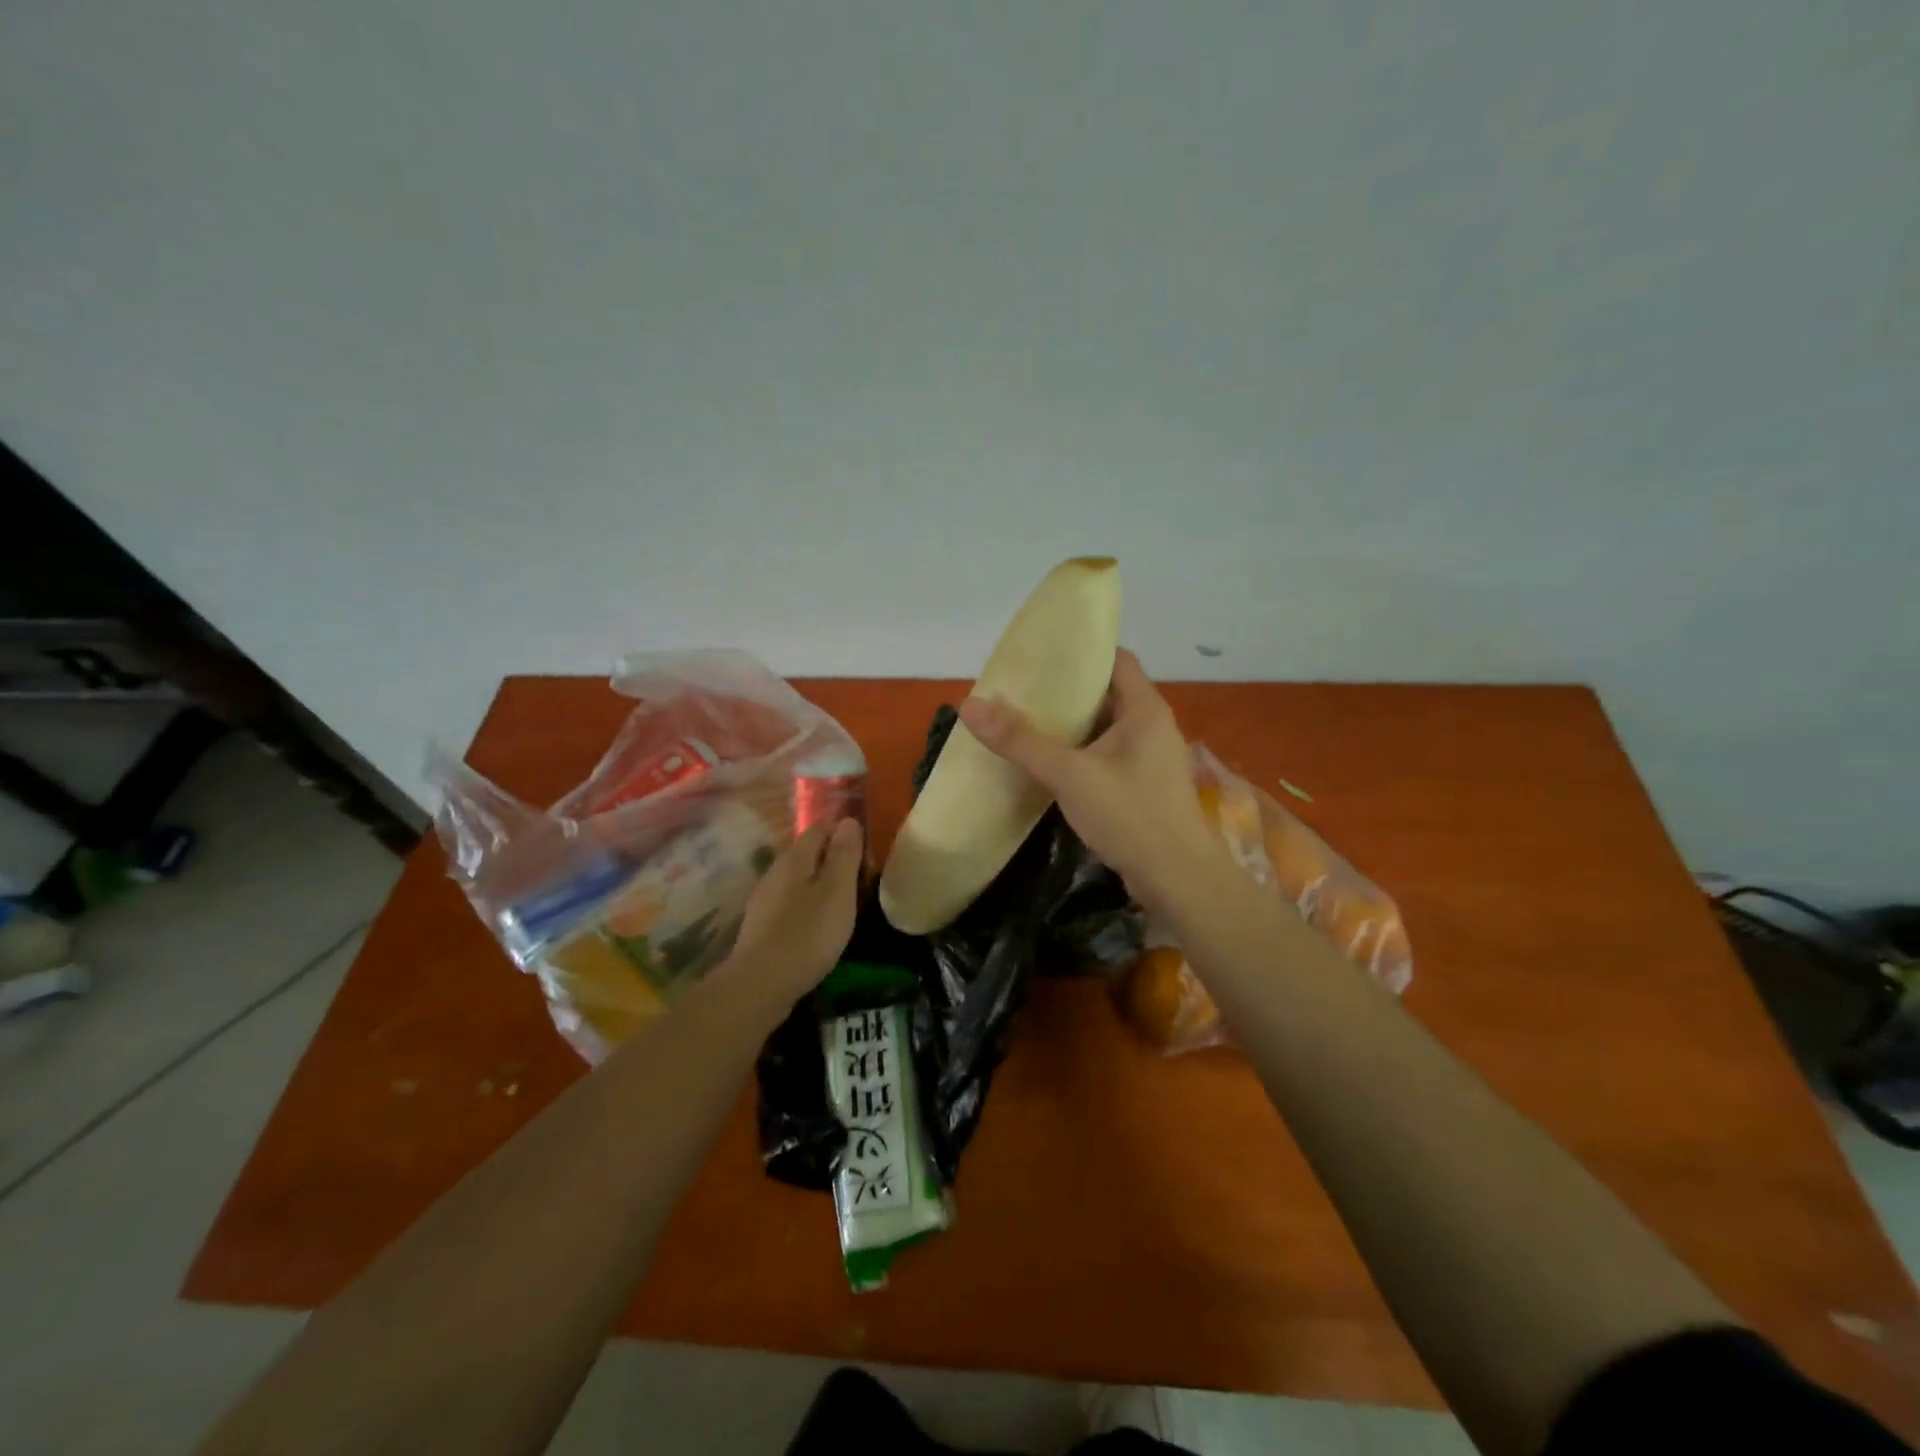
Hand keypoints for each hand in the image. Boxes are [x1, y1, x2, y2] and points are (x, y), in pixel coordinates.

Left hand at [727, 818, 863, 992]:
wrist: (761, 984)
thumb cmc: (808, 932)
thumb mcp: (837, 891)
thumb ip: (844, 855)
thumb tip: (848, 820)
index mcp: (794, 859)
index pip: (818, 828)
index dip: (841, 831)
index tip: (864, 844)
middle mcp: (775, 872)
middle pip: (805, 853)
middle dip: (830, 856)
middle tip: (858, 872)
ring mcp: (764, 901)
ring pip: (796, 879)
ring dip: (818, 882)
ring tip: (842, 898)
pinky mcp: (761, 927)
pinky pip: (789, 903)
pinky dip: (806, 905)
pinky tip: (818, 923)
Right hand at [958, 649, 1226, 904]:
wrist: (1178, 880)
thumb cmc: (1131, 815)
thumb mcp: (1070, 774)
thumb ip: (1020, 741)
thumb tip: (969, 705)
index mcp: (1144, 709)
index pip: (1115, 659)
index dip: (1080, 651)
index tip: (1039, 653)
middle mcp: (1151, 726)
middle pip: (1105, 693)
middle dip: (1064, 691)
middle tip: (1019, 689)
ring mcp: (1148, 758)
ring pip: (1103, 728)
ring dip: (1068, 725)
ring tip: (1023, 720)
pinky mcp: (1141, 786)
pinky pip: (1104, 756)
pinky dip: (1077, 753)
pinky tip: (1045, 762)